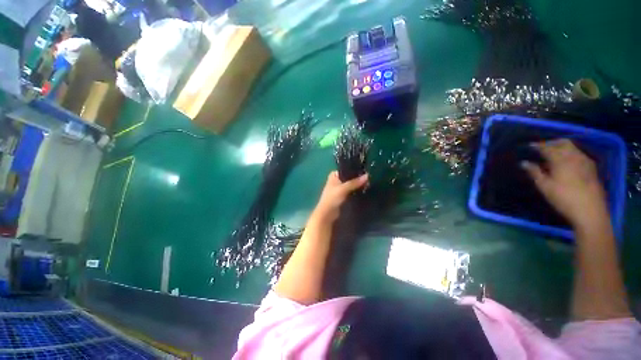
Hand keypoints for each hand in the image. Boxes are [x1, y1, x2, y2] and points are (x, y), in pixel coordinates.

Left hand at [312, 171, 368, 222]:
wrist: (327, 214)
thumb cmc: (332, 198)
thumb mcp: (343, 188)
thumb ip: (355, 182)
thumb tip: (367, 176)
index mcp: (334, 175)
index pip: (346, 169)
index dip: (355, 169)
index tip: (365, 170)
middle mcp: (336, 180)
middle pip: (349, 177)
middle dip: (358, 178)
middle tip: (369, 178)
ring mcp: (340, 189)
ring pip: (351, 185)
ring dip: (358, 185)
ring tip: (369, 184)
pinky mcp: (343, 197)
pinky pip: (352, 191)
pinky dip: (357, 191)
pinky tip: (365, 191)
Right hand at [521, 139, 608, 227]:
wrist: (590, 211)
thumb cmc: (564, 198)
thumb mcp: (545, 187)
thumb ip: (534, 172)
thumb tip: (524, 163)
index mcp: (561, 159)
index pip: (547, 148)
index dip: (537, 146)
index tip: (529, 146)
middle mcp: (574, 156)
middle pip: (563, 143)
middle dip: (552, 143)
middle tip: (542, 147)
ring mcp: (585, 161)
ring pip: (573, 148)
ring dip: (562, 148)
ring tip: (553, 155)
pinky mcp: (592, 168)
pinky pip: (579, 155)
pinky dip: (570, 154)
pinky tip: (566, 163)